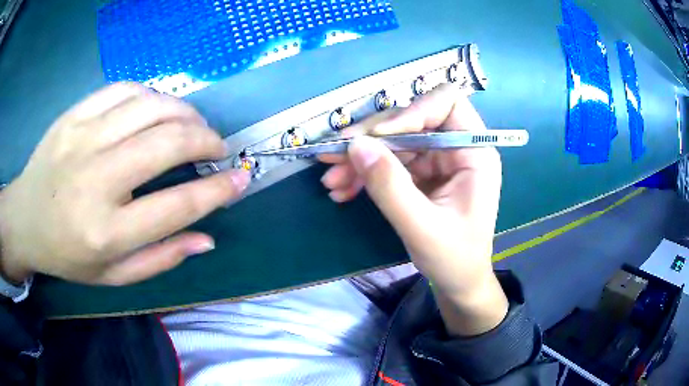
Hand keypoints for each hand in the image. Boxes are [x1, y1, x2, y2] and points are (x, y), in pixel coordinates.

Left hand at [0, 83, 249, 285]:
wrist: (25, 219)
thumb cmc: (68, 255)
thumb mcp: (114, 276)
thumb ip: (161, 259)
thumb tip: (207, 239)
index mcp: (107, 232)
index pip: (176, 206)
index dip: (217, 190)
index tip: (241, 178)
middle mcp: (96, 180)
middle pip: (167, 143)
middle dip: (206, 139)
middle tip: (216, 147)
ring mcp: (82, 138)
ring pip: (150, 106)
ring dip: (184, 112)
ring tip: (192, 125)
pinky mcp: (74, 114)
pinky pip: (124, 89)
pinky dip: (152, 94)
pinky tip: (157, 108)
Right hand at [320, 84, 507, 335]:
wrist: (458, 282)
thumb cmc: (454, 259)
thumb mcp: (422, 228)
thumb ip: (390, 187)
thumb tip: (355, 146)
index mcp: (474, 152)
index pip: (446, 103)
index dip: (410, 112)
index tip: (378, 138)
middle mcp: (456, 148)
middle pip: (410, 121)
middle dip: (370, 139)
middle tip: (332, 157)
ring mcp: (437, 160)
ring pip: (393, 142)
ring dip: (360, 159)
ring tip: (332, 181)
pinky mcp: (421, 173)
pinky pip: (389, 162)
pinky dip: (364, 174)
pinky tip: (343, 190)